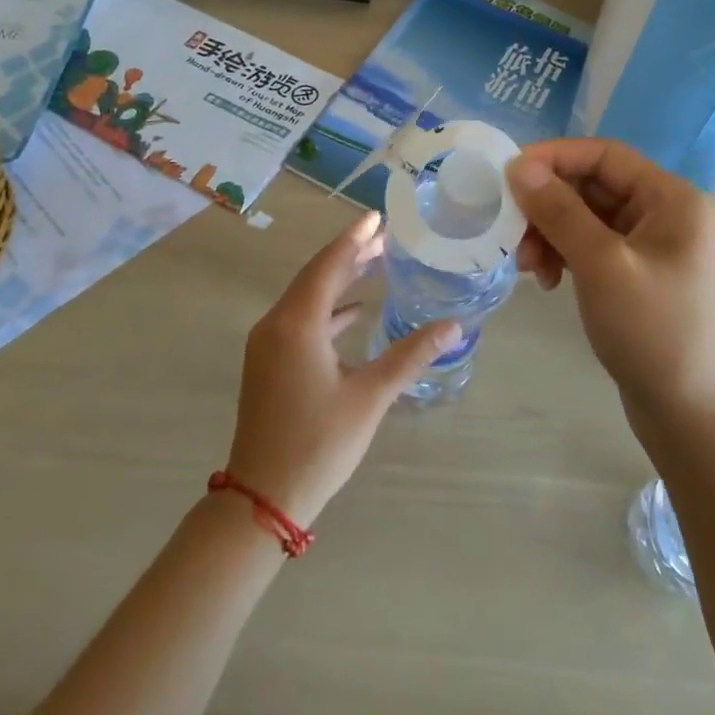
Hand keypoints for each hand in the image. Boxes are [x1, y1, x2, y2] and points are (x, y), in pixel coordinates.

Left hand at [225, 210, 457, 527]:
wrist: (262, 497)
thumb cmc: (318, 443)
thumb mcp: (370, 397)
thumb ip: (410, 356)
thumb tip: (453, 326)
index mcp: (297, 324)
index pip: (329, 265)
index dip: (355, 238)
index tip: (378, 216)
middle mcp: (276, 324)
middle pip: (316, 275)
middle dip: (350, 254)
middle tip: (386, 236)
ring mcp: (267, 344)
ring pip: (306, 297)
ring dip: (339, 280)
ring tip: (375, 264)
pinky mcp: (268, 362)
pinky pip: (300, 319)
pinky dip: (328, 309)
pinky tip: (354, 313)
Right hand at [507, 139, 714, 433]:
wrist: (688, 413)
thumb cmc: (651, 330)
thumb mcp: (601, 265)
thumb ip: (559, 211)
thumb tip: (518, 166)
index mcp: (672, 199)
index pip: (605, 155)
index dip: (554, 158)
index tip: (508, 175)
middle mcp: (666, 213)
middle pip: (593, 186)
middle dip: (548, 206)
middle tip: (511, 232)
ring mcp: (652, 245)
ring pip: (586, 217)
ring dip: (550, 234)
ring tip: (527, 267)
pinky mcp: (636, 273)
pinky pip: (591, 246)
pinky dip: (564, 255)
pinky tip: (546, 280)